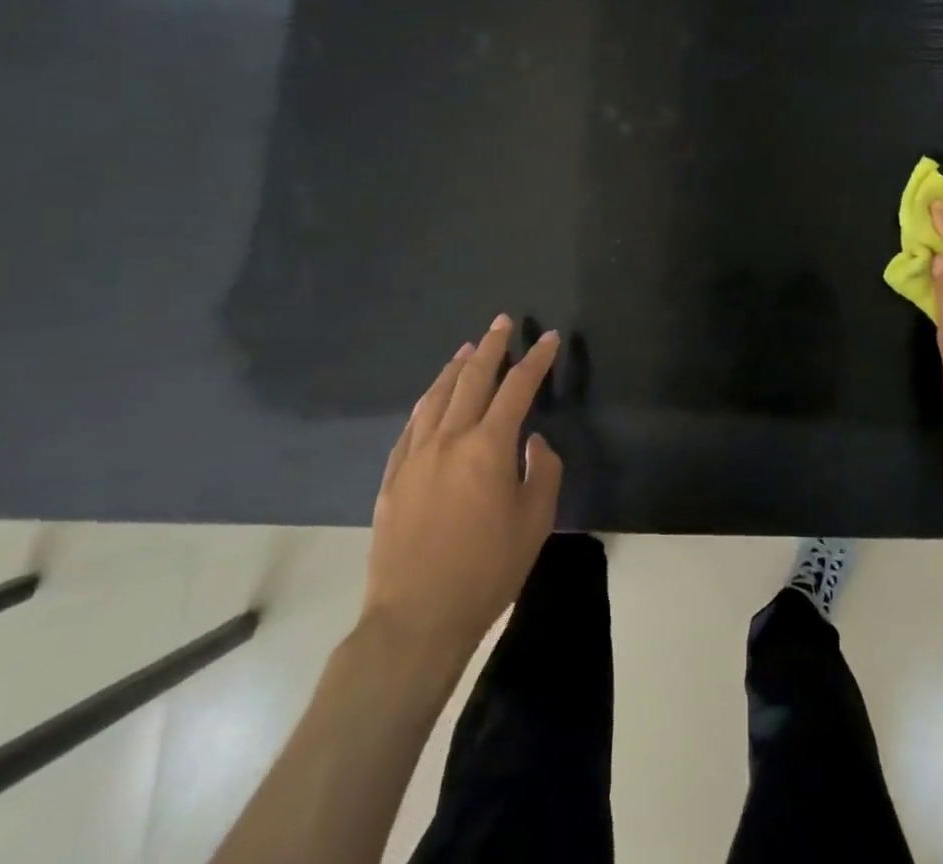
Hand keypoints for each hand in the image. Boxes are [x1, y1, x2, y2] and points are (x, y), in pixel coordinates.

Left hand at [361, 316, 562, 660]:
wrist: (415, 620)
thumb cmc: (486, 571)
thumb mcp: (535, 523)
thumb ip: (542, 472)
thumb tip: (533, 442)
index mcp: (488, 447)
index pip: (518, 388)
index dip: (536, 360)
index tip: (550, 338)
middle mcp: (449, 439)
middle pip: (472, 379)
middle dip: (492, 347)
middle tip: (502, 322)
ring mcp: (415, 456)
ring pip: (436, 396)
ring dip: (455, 368)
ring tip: (468, 349)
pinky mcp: (392, 477)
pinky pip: (411, 425)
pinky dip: (426, 402)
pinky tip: (431, 398)